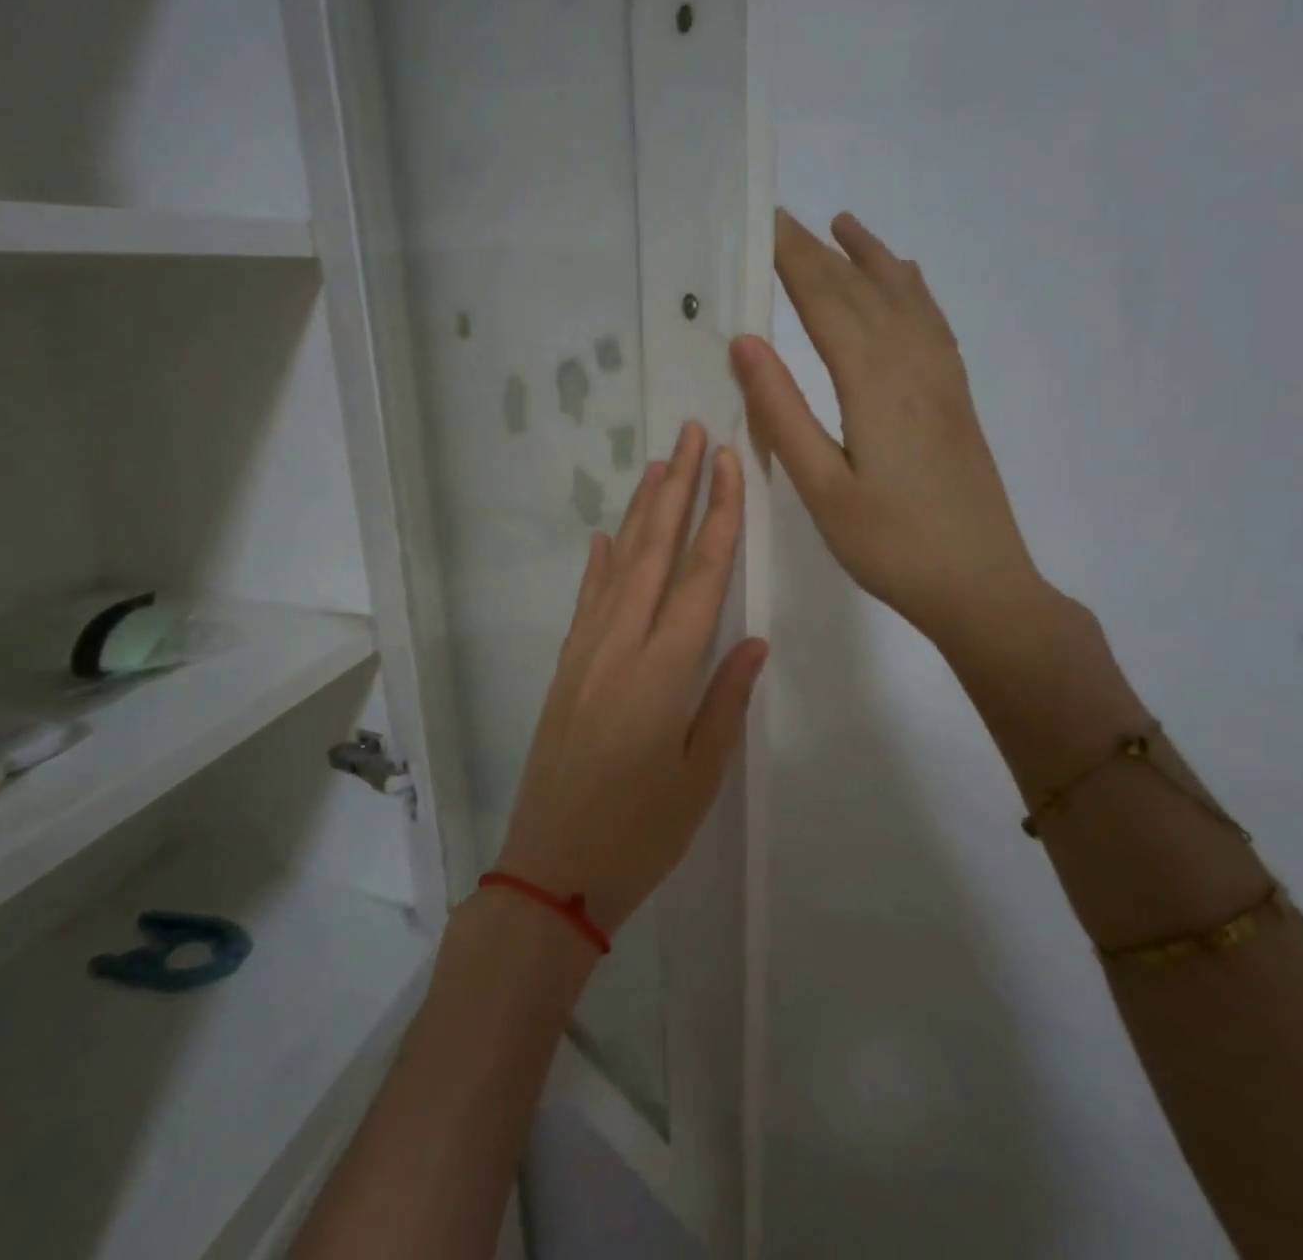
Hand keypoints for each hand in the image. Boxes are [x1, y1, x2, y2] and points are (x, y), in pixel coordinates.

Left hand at [494, 423, 767, 934]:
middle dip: (677, 489)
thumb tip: (752, 639)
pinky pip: (585, 602)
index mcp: (664, 671)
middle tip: (693, 434)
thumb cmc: (639, 834)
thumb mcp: (699, 776)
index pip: (701, 575)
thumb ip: (725, 700)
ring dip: (639, 514)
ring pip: (617, 566)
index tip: (730, 464)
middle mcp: (621, 646)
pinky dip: (596, 564)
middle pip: (654, 552)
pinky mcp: (564, 670)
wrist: (550, 869)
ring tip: (658, 466)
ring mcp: (585, 654)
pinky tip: (603, 537)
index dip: (720, 515)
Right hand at [731, 209, 1047, 645]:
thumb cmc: (890, 545)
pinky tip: (905, 284)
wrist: (980, 585)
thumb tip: (746, 343)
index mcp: (873, 384)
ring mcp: (942, 380)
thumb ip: (783, 413)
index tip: (763, 224)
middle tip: (784, 218)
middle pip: (862, 291)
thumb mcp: (821, 489)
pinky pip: (933, 323)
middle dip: (820, 251)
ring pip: (905, 298)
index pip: (826, 301)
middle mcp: (912, 365)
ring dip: (871, 258)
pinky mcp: (956, 399)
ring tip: (845, 225)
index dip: (793, 260)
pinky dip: (912, 290)